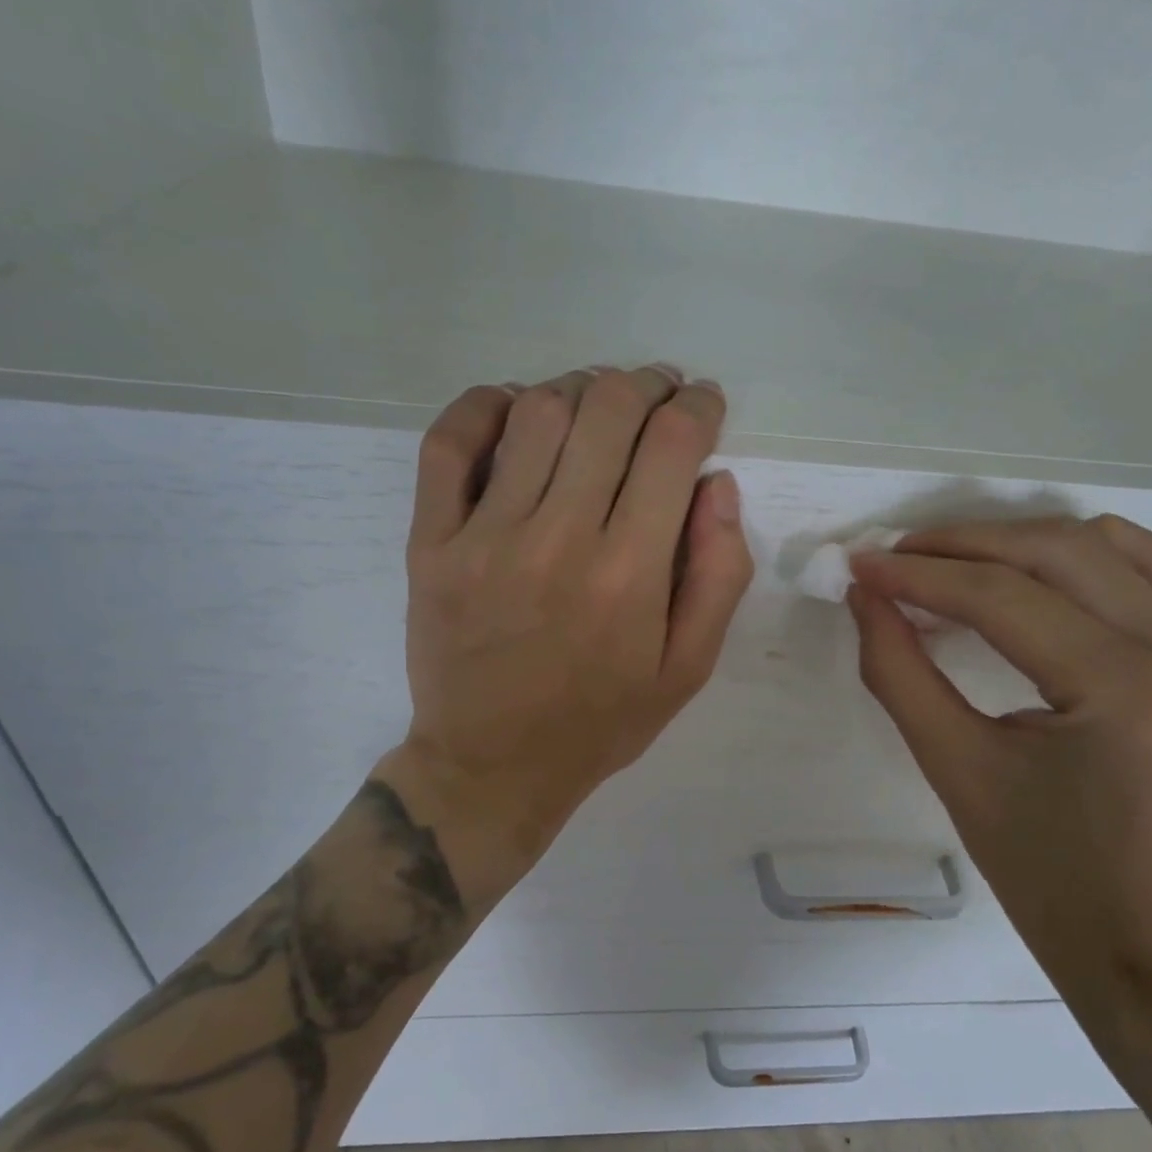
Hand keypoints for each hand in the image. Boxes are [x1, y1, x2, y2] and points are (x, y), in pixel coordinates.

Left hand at [383, 365, 753, 906]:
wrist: (493, 766)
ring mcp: (485, 537)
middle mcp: (559, 539)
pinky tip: (514, 407)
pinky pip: (448, 445)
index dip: (698, 406)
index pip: (672, 446)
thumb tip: (717, 483)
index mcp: (630, 574)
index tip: (704, 403)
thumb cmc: (601, 722)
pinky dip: (483, 405)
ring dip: (579, 388)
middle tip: (658, 394)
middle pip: (607, 412)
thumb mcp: (688, 669)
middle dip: (646, 385)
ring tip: (598, 403)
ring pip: (537, 413)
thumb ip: (718, 575)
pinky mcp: (432, 543)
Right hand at [848, 516, 1151, 1048]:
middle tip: (894, 558)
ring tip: (955, 561)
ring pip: (1111, 548)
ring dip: (1021, 542)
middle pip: (1058, 554)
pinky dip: (1086, 558)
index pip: (1005, 600)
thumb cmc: (1041, 872)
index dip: (921, 576)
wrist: (1144, 942)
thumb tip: (866, 596)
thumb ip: (899, 671)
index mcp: (1126, 694)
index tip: (860, 565)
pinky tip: (1040, 574)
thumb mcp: (954, 767)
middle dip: (963, 545)